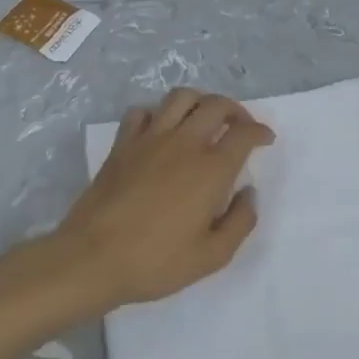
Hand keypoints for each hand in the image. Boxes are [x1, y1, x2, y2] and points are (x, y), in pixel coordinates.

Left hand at [51, 88, 274, 310]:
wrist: (92, 259)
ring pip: (181, 97)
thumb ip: (240, 221)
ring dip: (200, 101)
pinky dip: (158, 114)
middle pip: (216, 104)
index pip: (244, 133)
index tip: (265, 139)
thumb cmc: (156, 261)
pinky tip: (161, 130)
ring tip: (205, 118)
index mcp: (211, 169)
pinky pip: (142, 112)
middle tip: (240, 126)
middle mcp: (184, 143)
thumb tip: (249, 193)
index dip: (260, 131)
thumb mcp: (212, 256)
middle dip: (236, 110)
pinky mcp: (122, 144)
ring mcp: (150, 139)